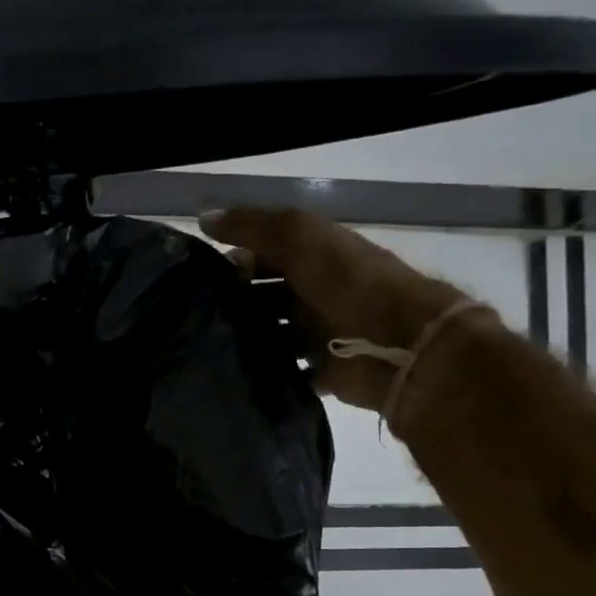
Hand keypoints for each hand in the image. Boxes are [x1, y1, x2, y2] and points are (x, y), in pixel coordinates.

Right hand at [200, 206, 478, 411]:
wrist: (399, 341)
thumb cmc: (349, 282)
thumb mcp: (299, 236)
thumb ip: (252, 226)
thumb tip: (202, 218)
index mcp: (312, 256)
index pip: (263, 255)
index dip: (232, 262)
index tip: (198, 279)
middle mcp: (313, 293)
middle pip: (263, 298)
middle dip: (233, 306)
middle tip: (197, 319)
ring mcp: (317, 334)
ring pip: (270, 336)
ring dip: (245, 341)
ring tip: (208, 351)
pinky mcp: (320, 371)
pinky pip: (286, 373)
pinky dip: (266, 375)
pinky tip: (235, 377)